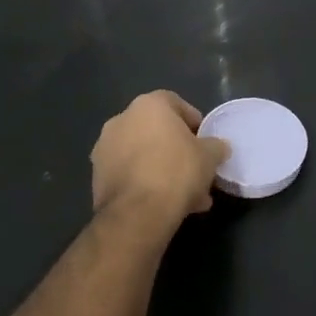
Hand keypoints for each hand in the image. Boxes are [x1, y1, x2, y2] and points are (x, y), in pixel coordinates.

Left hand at [90, 91, 228, 238]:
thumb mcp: (210, 156)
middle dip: (177, 150)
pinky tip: (165, 204)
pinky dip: (146, 184)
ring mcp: (104, 150)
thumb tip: (218, 147)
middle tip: (196, 170)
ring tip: (186, 195)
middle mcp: (121, 120)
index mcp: (148, 106)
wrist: (137, 213)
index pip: (175, 103)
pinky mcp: (97, 178)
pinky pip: (130, 175)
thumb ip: (215, 146)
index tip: (204, 140)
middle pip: (157, 131)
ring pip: (143, 155)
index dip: (193, 121)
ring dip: (162, 169)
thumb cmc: (177, 171)